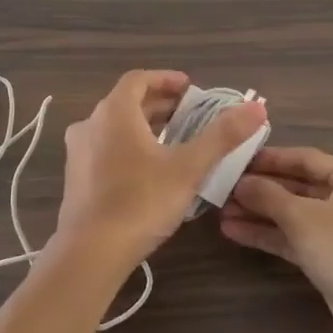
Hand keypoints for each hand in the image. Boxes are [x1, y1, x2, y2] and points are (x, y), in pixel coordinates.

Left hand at [50, 71, 266, 273]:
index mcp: (114, 113)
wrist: (90, 253)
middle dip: (160, 105)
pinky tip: (149, 170)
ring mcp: (78, 153)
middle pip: (126, 103)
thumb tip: (256, 108)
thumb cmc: (141, 202)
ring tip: (174, 141)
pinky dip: (129, 147)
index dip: (166, 79)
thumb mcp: (189, 168)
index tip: (190, 88)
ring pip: (115, 127)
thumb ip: (222, 135)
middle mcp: (90, 125)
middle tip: (190, 115)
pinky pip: (105, 149)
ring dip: (144, 127)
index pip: (138, 79)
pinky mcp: (75, 178)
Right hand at [219, 147, 332, 332]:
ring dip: (259, 214)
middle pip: (297, 186)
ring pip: (293, 214)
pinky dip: (269, 235)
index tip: (234, 158)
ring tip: (220, 211)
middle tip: (221, 187)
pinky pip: (295, 238)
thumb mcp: (304, 218)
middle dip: (260, 189)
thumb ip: (268, 196)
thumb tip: (240, 183)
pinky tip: (234, 232)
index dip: (268, 158)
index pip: (304, 157)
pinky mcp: (332, 259)